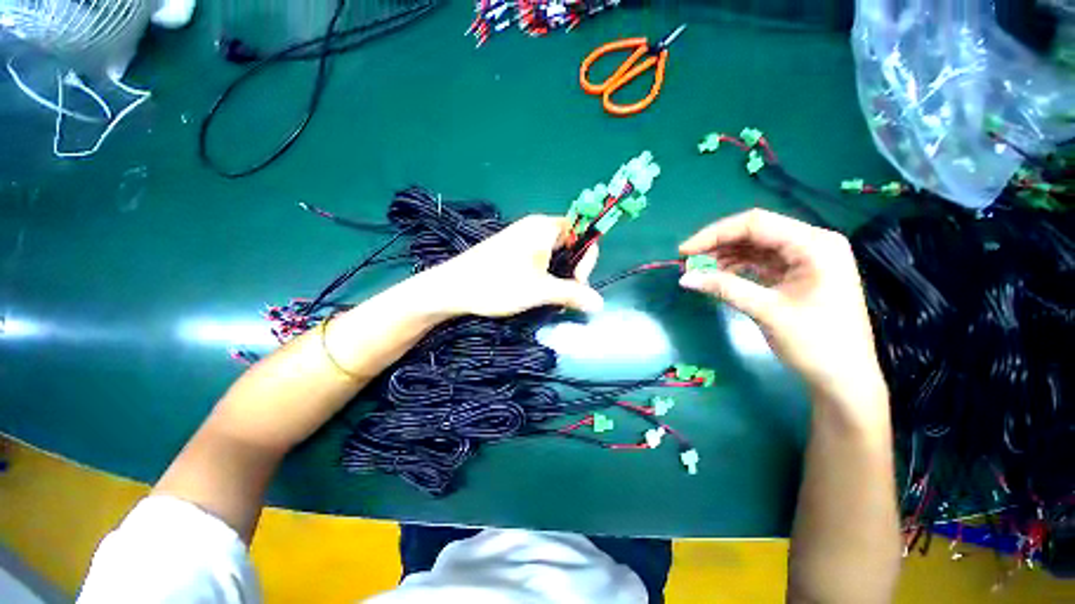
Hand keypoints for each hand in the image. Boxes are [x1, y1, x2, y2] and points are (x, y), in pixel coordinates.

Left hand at [415, 215, 603, 317]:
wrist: (452, 287)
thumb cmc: (499, 283)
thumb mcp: (541, 291)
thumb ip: (573, 294)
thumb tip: (600, 303)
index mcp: (545, 227)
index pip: (582, 233)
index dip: (587, 258)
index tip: (577, 282)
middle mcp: (535, 227)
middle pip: (569, 244)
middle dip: (572, 270)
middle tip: (564, 294)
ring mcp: (521, 239)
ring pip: (554, 255)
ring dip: (559, 276)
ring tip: (551, 297)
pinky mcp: (511, 251)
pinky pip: (538, 259)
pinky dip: (544, 276)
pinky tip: (537, 293)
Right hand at [678, 209, 886, 419]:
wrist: (844, 379)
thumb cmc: (816, 344)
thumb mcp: (766, 311)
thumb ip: (724, 288)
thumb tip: (684, 278)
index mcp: (814, 245)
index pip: (755, 224)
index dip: (714, 234)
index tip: (684, 251)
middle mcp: (812, 243)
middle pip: (755, 232)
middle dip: (718, 244)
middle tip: (688, 261)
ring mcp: (806, 259)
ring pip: (756, 246)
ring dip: (725, 256)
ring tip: (699, 270)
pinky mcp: (798, 274)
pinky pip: (761, 262)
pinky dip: (738, 267)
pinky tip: (719, 276)